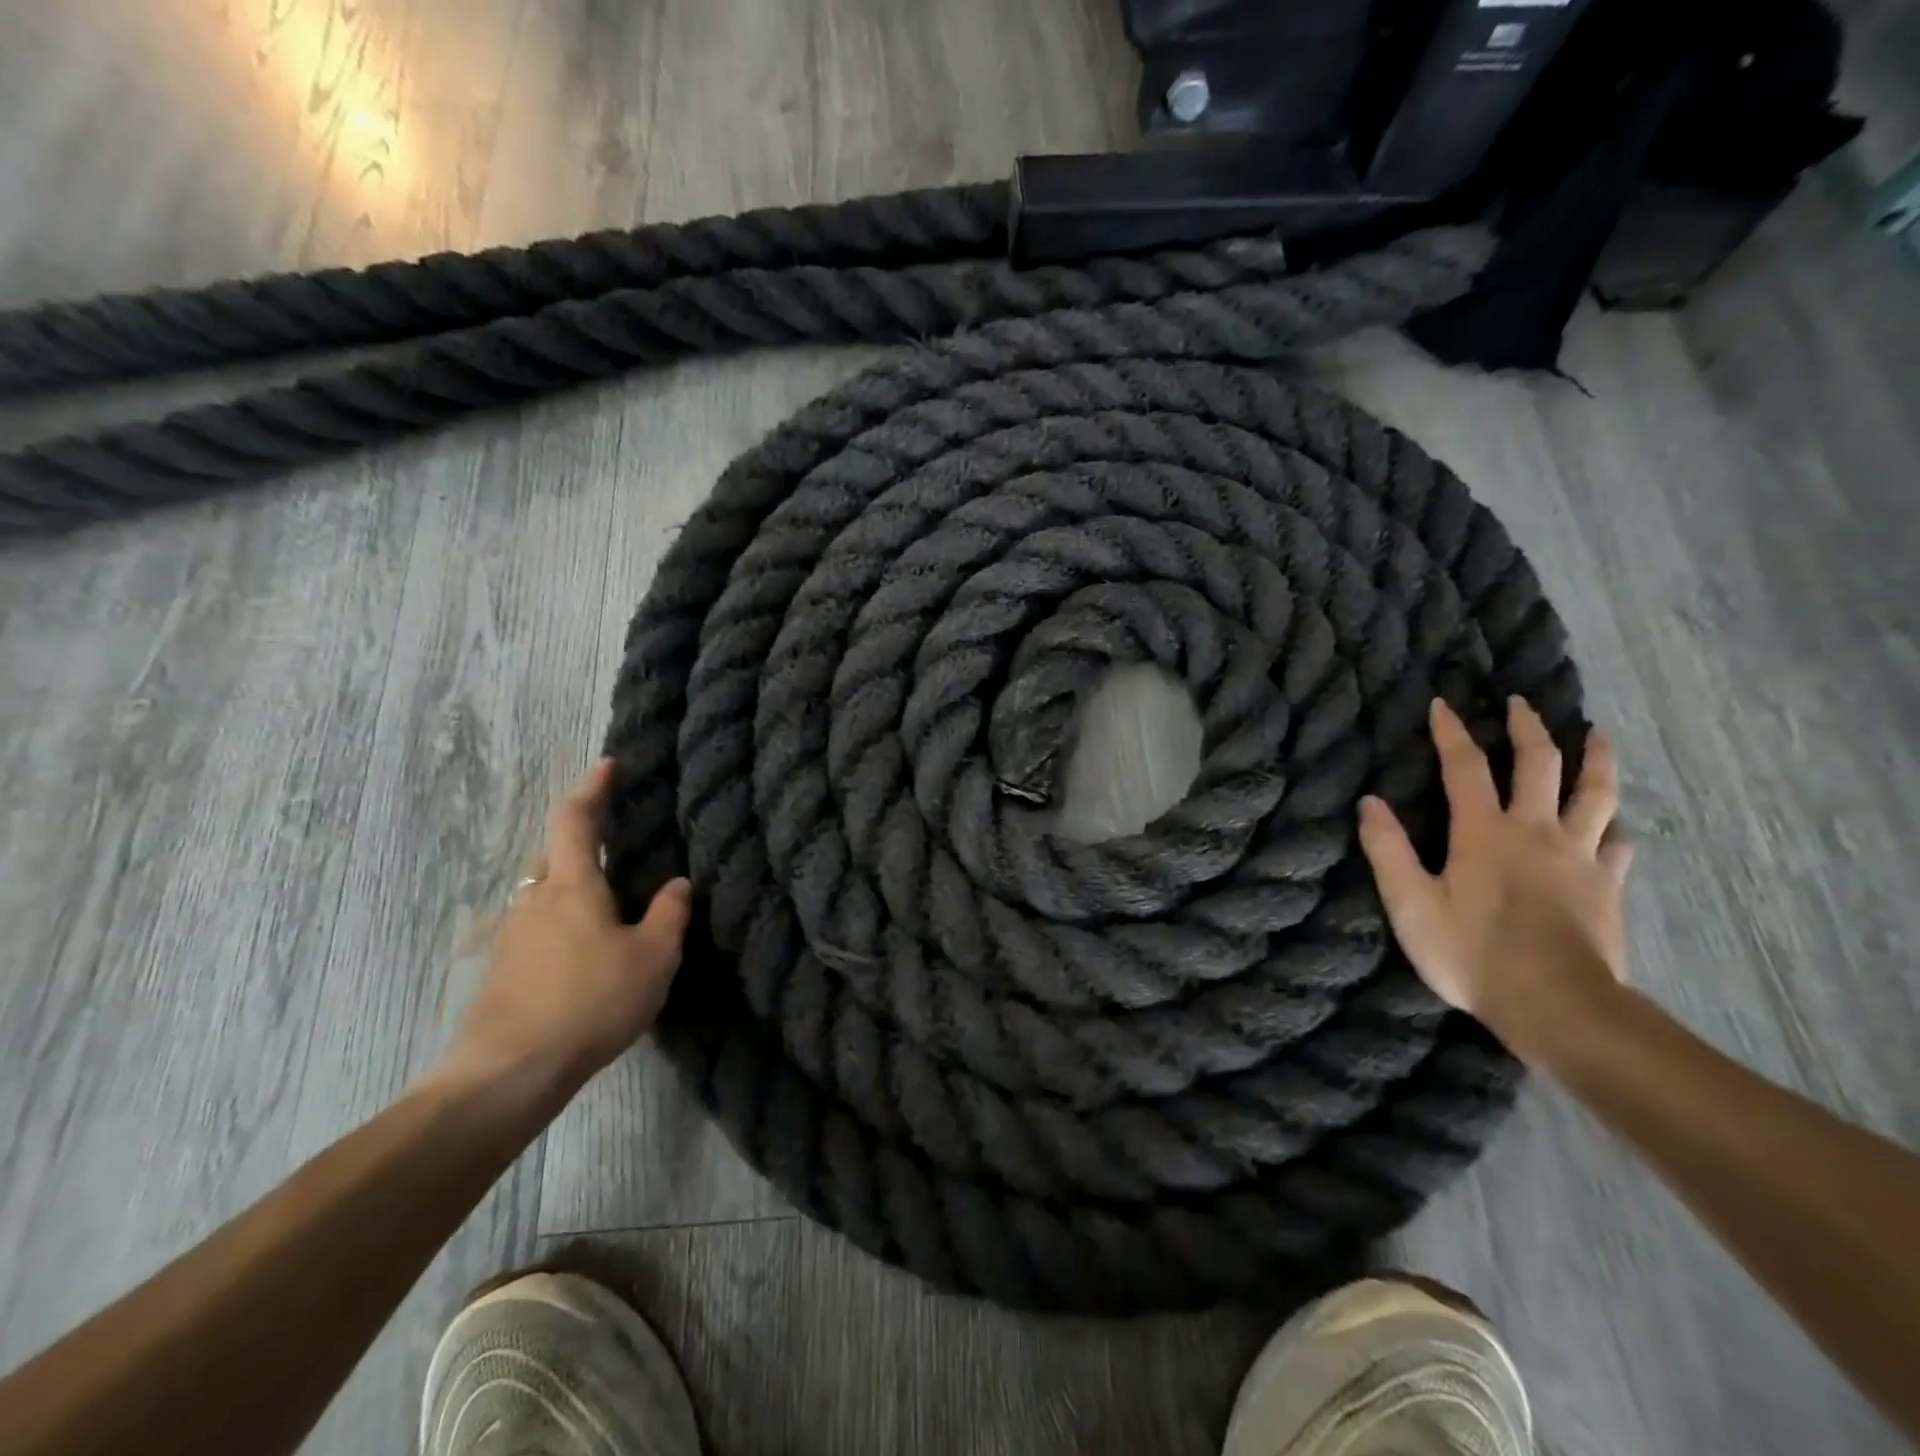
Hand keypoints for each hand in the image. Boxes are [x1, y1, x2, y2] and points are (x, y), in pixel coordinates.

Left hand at [442, 759, 690, 1100]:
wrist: (508, 1073)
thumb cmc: (591, 1003)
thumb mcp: (652, 958)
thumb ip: (669, 915)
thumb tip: (677, 884)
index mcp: (573, 886)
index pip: (576, 820)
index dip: (592, 788)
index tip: (607, 765)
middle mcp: (535, 900)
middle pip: (555, 855)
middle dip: (582, 843)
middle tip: (616, 851)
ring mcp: (512, 935)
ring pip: (544, 895)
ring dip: (572, 890)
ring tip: (607, 911)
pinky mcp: (500, 970)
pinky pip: (536, 929)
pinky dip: (560, 926)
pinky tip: (581, 957)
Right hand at [1357, 697, 1632, 1059]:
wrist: (1556, 1005)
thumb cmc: (1472, 953)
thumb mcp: (1410, 904)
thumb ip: (1388, 850)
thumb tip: (1369, 802)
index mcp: (1484, 831)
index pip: (1465, 767)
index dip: (1451, 733)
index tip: (1443, 704)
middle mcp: (1535, 831)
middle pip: (1539, 765)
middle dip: (1528, 729)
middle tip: (1521, 703)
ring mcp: (1578, 858)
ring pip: (1595, 795)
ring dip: (1595, 760)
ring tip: (1598, 734)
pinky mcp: (1606, 888)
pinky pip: (1616, 846)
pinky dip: (1613, 828)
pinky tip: (1615, 827)